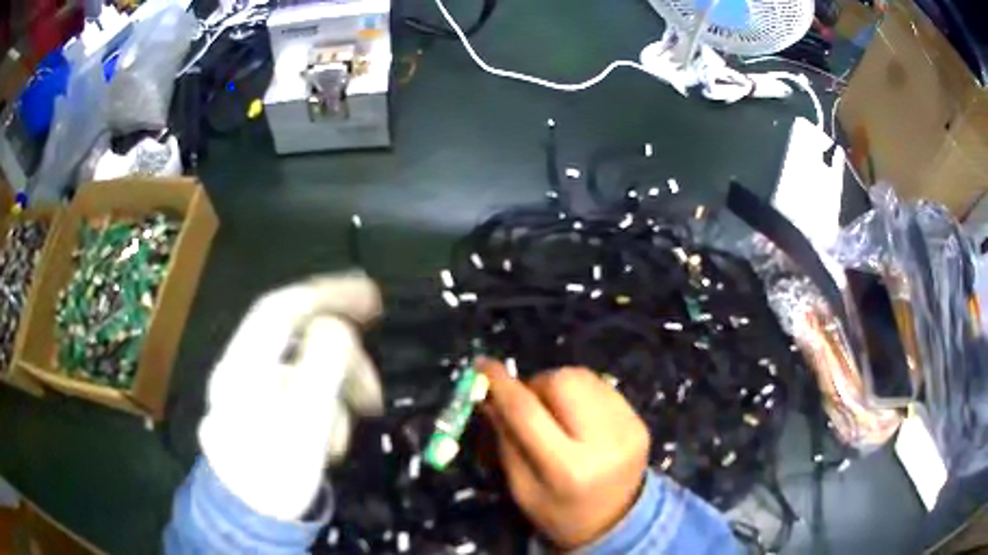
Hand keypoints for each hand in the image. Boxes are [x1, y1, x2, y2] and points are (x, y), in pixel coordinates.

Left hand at [198, 273, 383, 520]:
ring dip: (338, 391)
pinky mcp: (267, 406)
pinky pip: (304, 390)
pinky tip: (333, 434)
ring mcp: (254, 387)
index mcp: (245, 363)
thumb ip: (319, 370)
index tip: (372, 297)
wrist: (252, 515)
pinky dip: (327, 407)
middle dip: (343, 360)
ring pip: (306, 367)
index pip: (284, 307)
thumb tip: (337, 327)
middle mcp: (244, 366)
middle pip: (298, 337)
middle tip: (374, 392)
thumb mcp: (301, 426)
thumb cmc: (275, 475)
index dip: (327, 293)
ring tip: (346, 434)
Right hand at [480, 360, 650, 548]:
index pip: (528, 413)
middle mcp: (605, 441)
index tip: (482, 364)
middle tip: (528, 404)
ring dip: (559, 386)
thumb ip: (506, 440)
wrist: (617, 523)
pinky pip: (601, 386)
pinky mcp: (639, 420)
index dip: (502, 385)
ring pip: (583, 377)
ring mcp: (628, 427)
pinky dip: (581, 392)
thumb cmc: (560, 513)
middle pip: (563, 381)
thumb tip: (488, 395)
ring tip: (554, 412)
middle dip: (537, 385)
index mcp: (568, 468)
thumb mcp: (522, 488)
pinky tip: (577, 415)